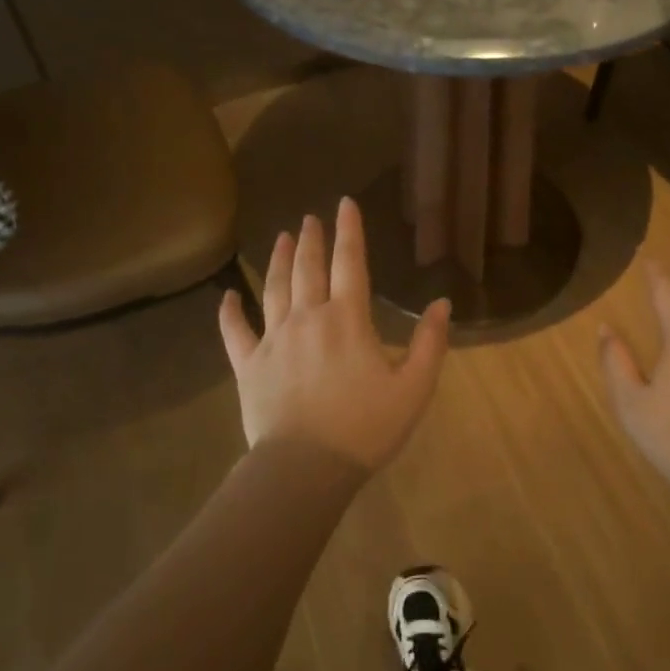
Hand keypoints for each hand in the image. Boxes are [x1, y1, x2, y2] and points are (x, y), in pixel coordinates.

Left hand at [218, 197, 451, 471]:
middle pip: (307, 268)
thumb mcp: (414, 388)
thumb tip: (441, 303)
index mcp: (347, 319)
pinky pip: (235, 332)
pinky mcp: (248, 365)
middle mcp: (307, 318)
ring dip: (276, 260)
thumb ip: (430, 343)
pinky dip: (230, 311)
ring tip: (279, 237)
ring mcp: (273, 340)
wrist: (306, 467)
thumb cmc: (366, 428)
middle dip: (310, 239)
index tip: (345, 203)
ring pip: (273, 289)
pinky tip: (228, 295)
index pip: (350, 262)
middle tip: (309, 218)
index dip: (349, 230)